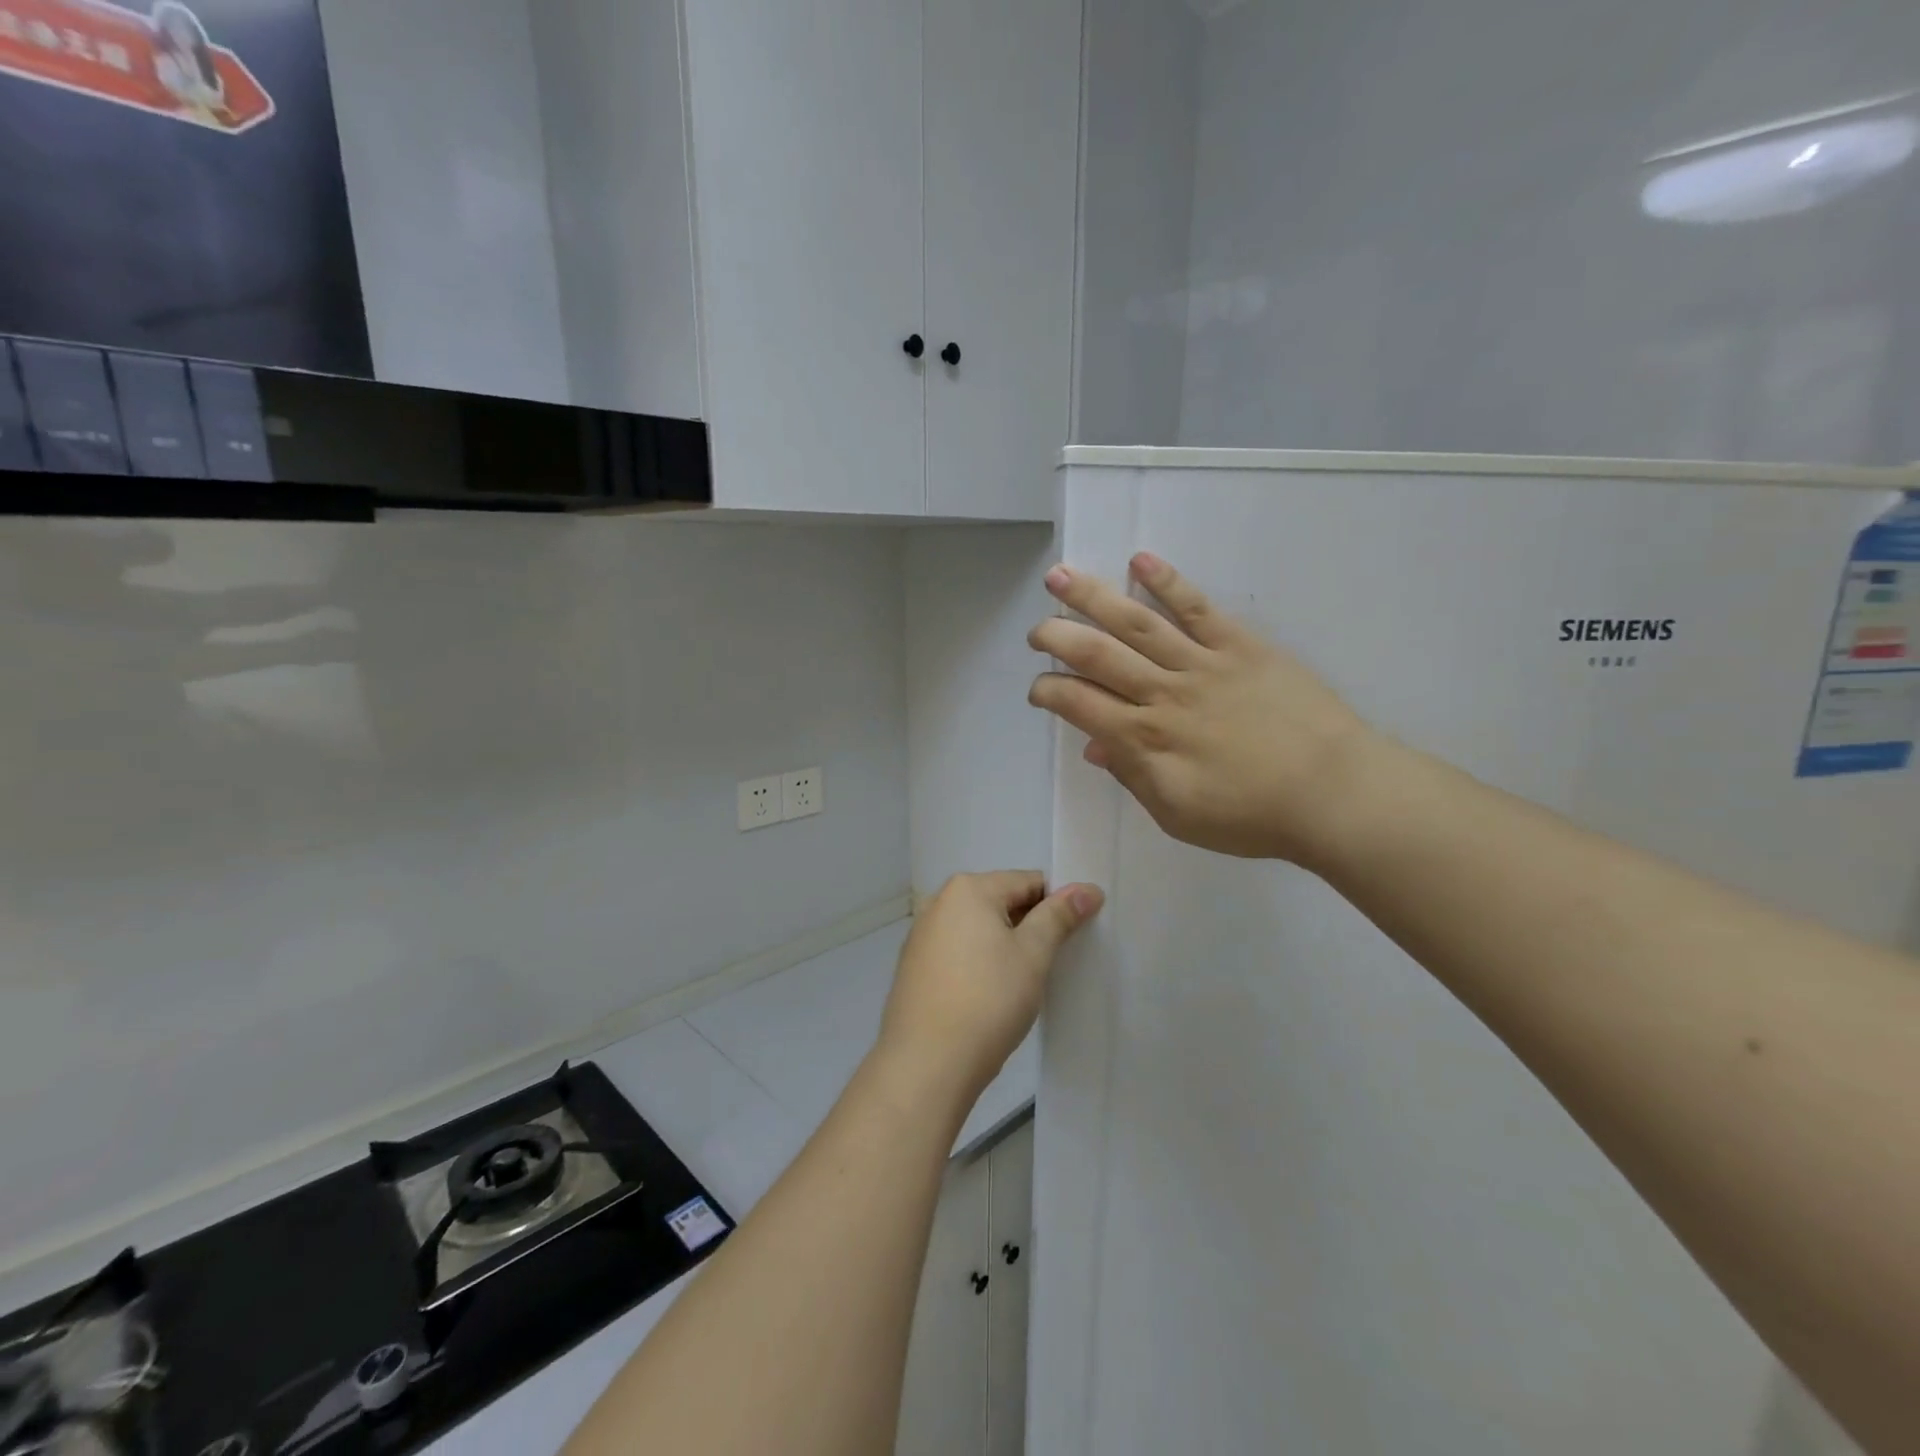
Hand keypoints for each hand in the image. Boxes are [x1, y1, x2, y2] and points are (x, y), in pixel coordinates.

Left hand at [877, 872, 1102, 1108]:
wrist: (927, 1063)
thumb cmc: (988, 1000)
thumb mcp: (1032, 955)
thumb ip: (1058, 916)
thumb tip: (1087, 889)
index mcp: (968, 889)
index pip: (1028, 882)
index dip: (1058, 904)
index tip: (1077, 934)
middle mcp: (939, 902)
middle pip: (1001, 901)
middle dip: (1030, 925)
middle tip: (1055, 961)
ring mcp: (922, 934)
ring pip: (979, 929)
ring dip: (1005, 945)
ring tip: (1025, 982)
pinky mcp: (915, 966)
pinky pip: (959, 951)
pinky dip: (980, 962)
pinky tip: (992, 994)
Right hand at [1029, 553, 1378, 865]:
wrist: (1334, 793)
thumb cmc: (1252, 816)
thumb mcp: (1178, 814)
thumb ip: (1132, 776)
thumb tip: (1095, 747)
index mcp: (1146, 739)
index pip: (1080, 704)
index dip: (1049, 691)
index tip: (1038, 689)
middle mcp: (1164, 693)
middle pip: (1098, 655)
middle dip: (1057, 637)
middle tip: (1036, 630)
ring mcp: (1202, 663)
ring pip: (1136, 623)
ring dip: (1092, 597)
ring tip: (1059, 575)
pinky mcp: (1241, 645)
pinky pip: (1197, 607)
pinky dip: (1167, 583)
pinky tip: (1140, 560)